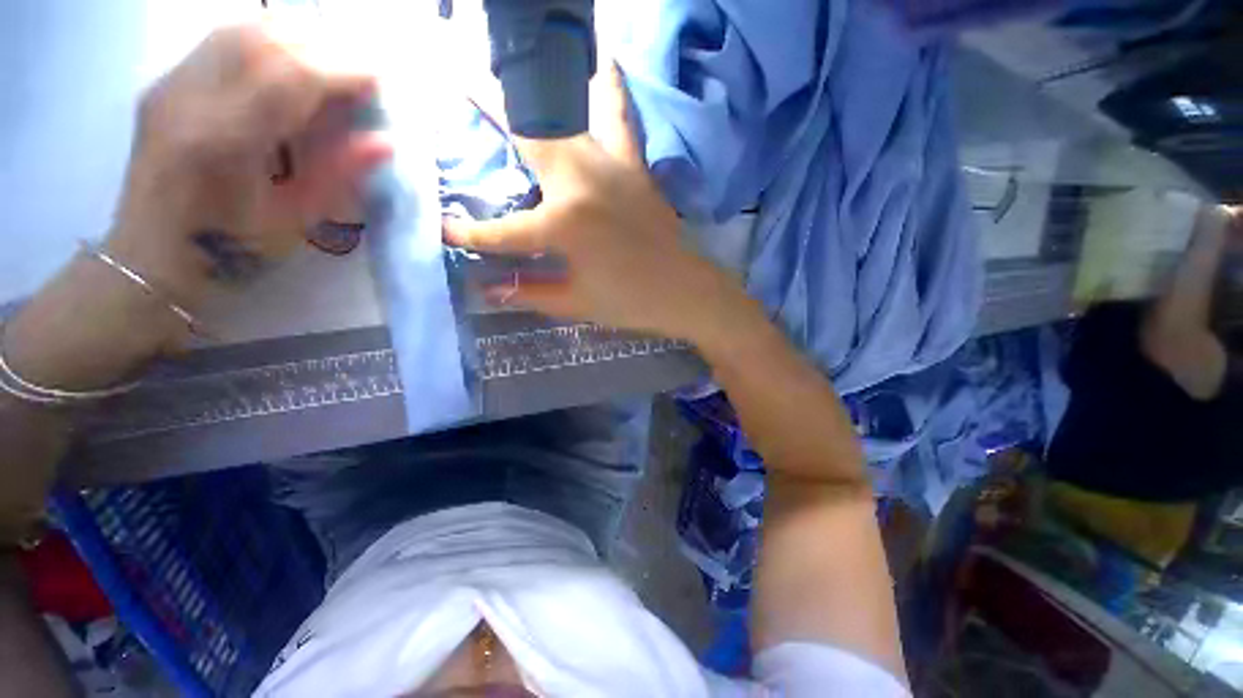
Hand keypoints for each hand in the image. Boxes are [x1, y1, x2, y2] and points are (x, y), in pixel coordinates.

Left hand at [106, 25, 390, 307]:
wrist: (153, 253)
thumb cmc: (232, 249)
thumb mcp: (297, 220)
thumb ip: (339, 175)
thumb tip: (385, 142)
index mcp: (226, 141)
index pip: (291, 76)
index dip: (343, 70)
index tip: (380, 81)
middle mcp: (191, 98)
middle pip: (265, 41)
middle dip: (323, 49)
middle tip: (358, 74)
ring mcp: (172, 84)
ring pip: (241, 30)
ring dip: (295, 39)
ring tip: (327, 66)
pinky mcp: (168, 82)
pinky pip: (222, 40)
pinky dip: (266, 42)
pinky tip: (287, 64)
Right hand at [443, 65, 742, 344]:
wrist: (685, 291)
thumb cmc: (630, 302)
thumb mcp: (575, 304)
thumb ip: (528, 293)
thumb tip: (487, 290)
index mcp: (563, 225)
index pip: (503, 231)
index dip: (471, 235)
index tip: (444, 230)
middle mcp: (581, 183)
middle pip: (526, 136)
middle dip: (488, 105)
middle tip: (457, 76)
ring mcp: (610, 167)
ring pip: (565, 116)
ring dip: (535, 92)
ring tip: (512, 65)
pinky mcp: (634, 166)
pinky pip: (619, 117)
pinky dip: (609, 86)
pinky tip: (604, 57)